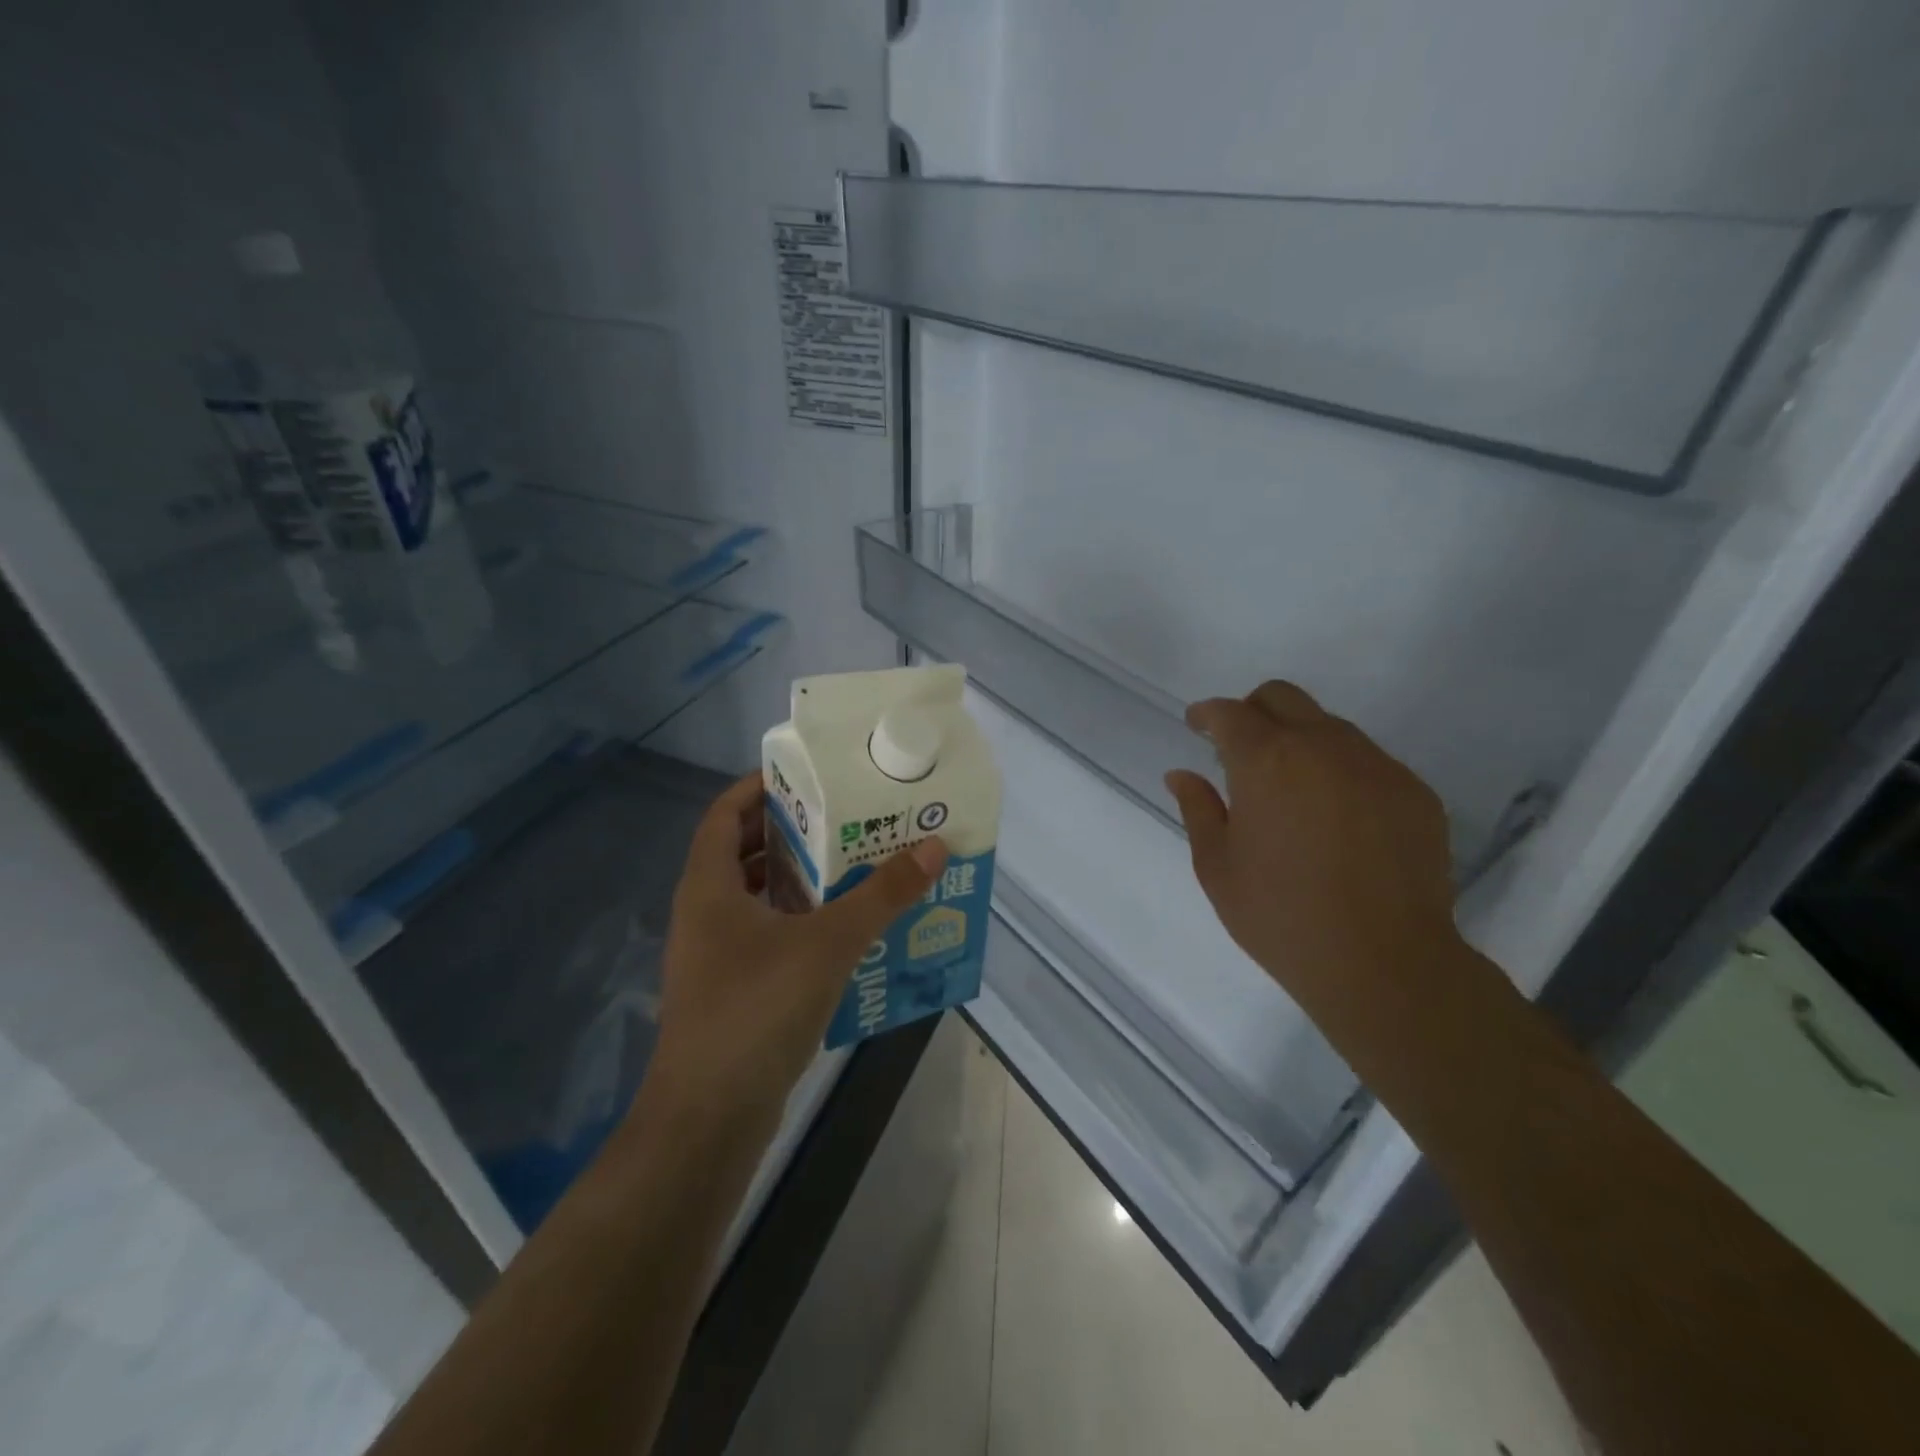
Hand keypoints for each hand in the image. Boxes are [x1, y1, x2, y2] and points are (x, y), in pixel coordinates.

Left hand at [652, 773, 947, 1122]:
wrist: (709, 1120)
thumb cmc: (757, 1011)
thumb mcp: (828, 944)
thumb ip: (882, 896)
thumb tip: (934, 847)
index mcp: (708, 887)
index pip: (724, 812)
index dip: (760, 786)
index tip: (809, 775)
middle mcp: (705, 913)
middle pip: (743, 852)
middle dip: (792, 831)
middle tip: (846, 818)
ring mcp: (714, 956)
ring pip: (757, 898)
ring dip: (800, 879)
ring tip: (854, 867)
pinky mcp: (732, 991)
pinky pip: (768, 937)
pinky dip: (800, 923)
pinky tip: (845, 932)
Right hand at [1163, 681, 1462, 1022]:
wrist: (1384, 963)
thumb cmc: (1281, 916)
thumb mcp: (1217, 867)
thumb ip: (1198, 809)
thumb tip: (1181, 774)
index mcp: (1266, 761)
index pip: (1230, 713)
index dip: (1207, 714)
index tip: (1197, 725)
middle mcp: (1323, 746)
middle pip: (1283, 698)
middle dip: (1253, 711)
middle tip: (1239, 749)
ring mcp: (1376, 765)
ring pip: (1329, 726)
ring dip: (1299, 740)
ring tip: (1291, 789)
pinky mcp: (1414, 792)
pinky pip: (1368, 761)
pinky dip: (1341, 771)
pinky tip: (1337, 818)